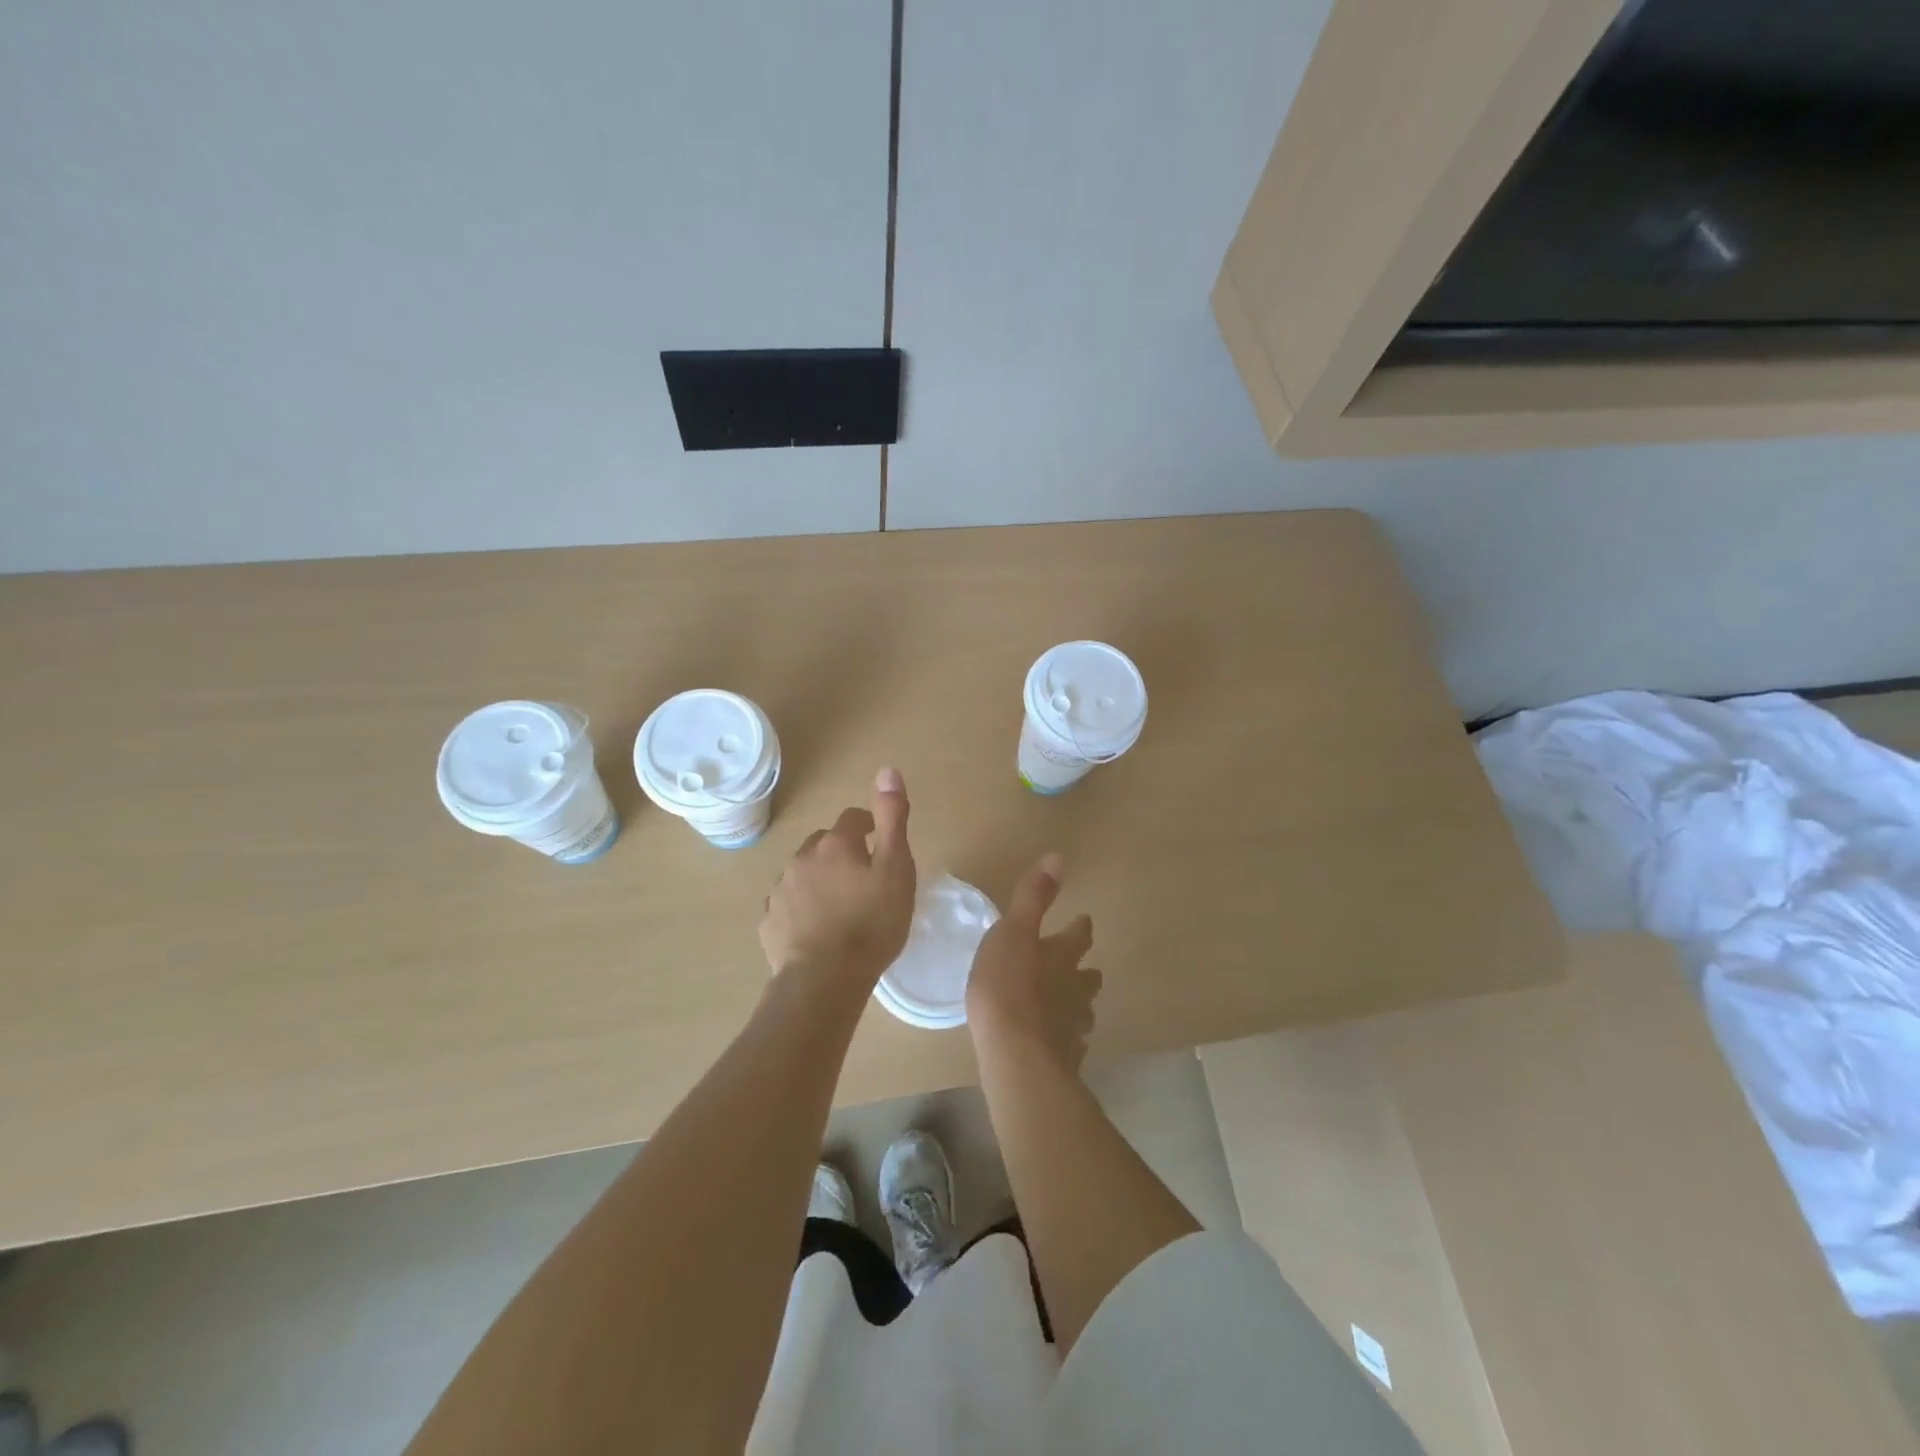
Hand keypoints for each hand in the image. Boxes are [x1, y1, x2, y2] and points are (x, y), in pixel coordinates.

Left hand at [759, 768, 916, 987]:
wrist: (825, 980)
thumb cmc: (871, 923)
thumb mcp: (896, 867)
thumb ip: (892, 818)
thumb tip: (887, 770)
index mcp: (835, 844)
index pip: (852, 819)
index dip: (867, 826)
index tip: (879, 842)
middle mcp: (802, 858)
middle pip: (824, 844)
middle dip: (841, 852)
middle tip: (862, 878)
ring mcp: (780, 890)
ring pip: (803, 873)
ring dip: (819, 879)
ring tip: (840, 905)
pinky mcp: (769, 922)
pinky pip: (787, 904)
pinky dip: (801, 907)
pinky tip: (815, 927)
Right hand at [965, 854, 1101, 1070]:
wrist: (1017, 1056)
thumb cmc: (1008, 986)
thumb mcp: (1012, 932)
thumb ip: (1033, 897)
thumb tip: (1058, 857)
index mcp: (1062, 956)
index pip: (1079, 935)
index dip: (1080, 927)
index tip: (1084, 920)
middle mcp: (1074, 989)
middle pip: (1087, 976)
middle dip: (1083, 969)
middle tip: (1078, 966)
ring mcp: (1073, 1026)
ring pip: (1082, 1011)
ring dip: (1076, 1004)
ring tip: (1067, 1005)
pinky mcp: (1064, 1058)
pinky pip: (1069, 1043)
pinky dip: (1064, 1037)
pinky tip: (1055, 1043)